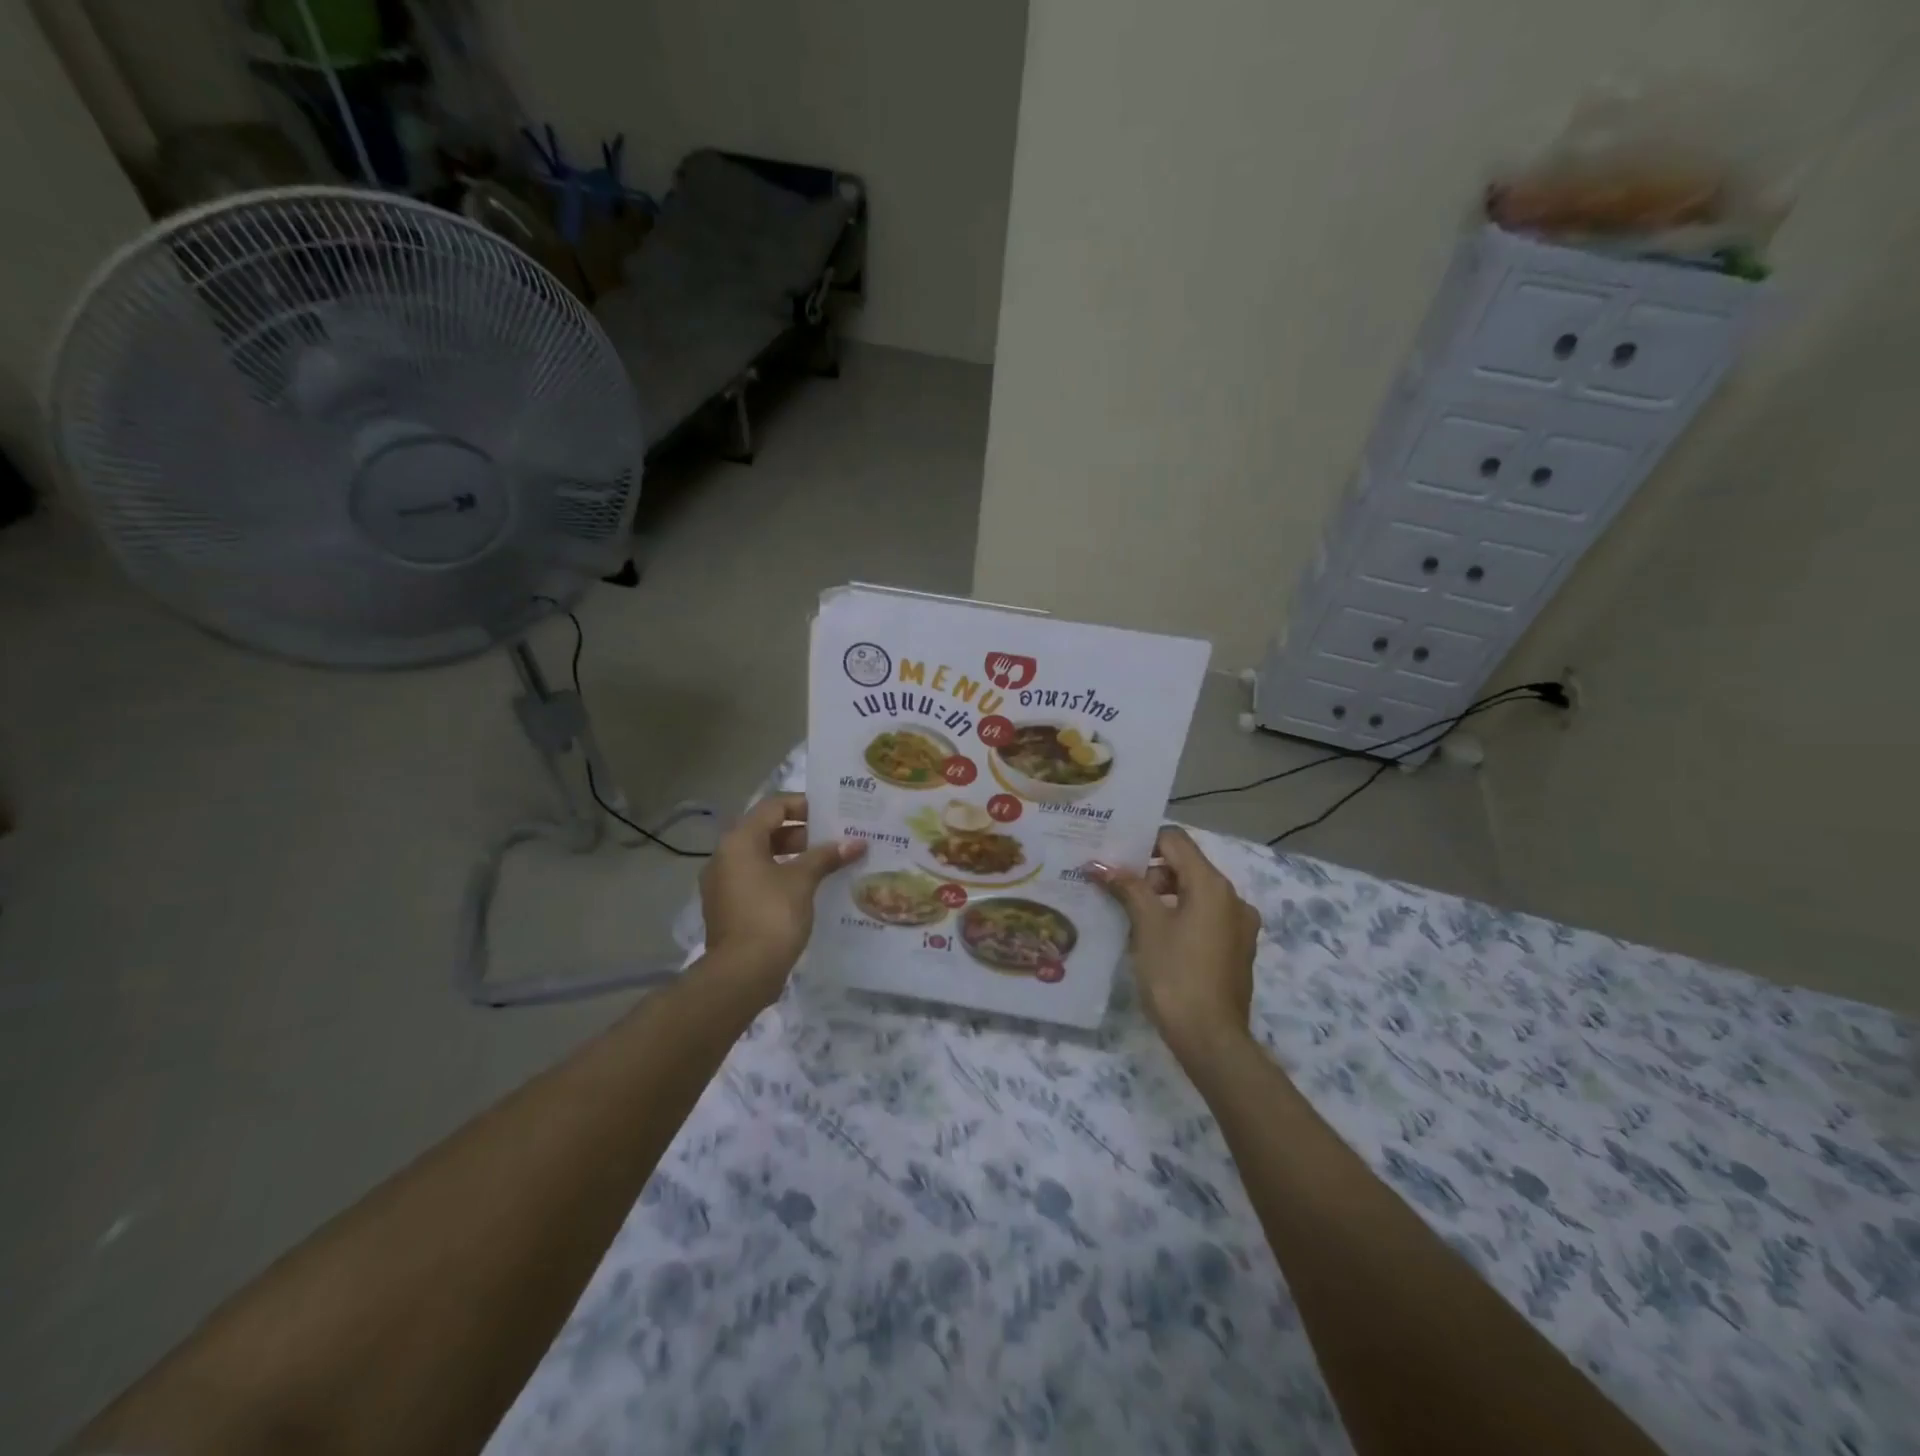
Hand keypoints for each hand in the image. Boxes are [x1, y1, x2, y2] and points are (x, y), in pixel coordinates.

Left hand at [698, 793, 865, 1008]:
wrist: (741, 974)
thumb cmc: (772, 915)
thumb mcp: (803, 880)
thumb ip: (827, 856)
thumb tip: (856, 842)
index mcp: (739, 841)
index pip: (774, 806)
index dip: (804, 805)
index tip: (833, 813)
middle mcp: (725, 856)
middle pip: (766, 830)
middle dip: (803, 832)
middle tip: (835, 838)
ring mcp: (724, 884)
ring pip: (762, 857)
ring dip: (794, 856)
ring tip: (827, 863)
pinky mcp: (729, 907)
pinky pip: (757, 880)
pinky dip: (781, 877)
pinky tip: (808, 889)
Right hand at [1091, 826, 1259, 1057]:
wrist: (1210, 1039)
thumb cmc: (1175, 974)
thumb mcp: (1146, 926)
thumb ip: (1127, 888)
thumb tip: (1100, 864)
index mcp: (1213, 884)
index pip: (1175, 840)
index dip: (1143, 842)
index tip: (1114, 858)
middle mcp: (1233, 897)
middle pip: (1186, 866)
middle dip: (1150, 873)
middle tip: (1117, 891)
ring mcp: (1239, 925)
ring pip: (1196, 893)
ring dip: (1163, 896)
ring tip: (1131, 916)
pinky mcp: (1237, 949)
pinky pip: (1205, 918)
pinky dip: (1181, 917)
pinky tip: (1156, 939)